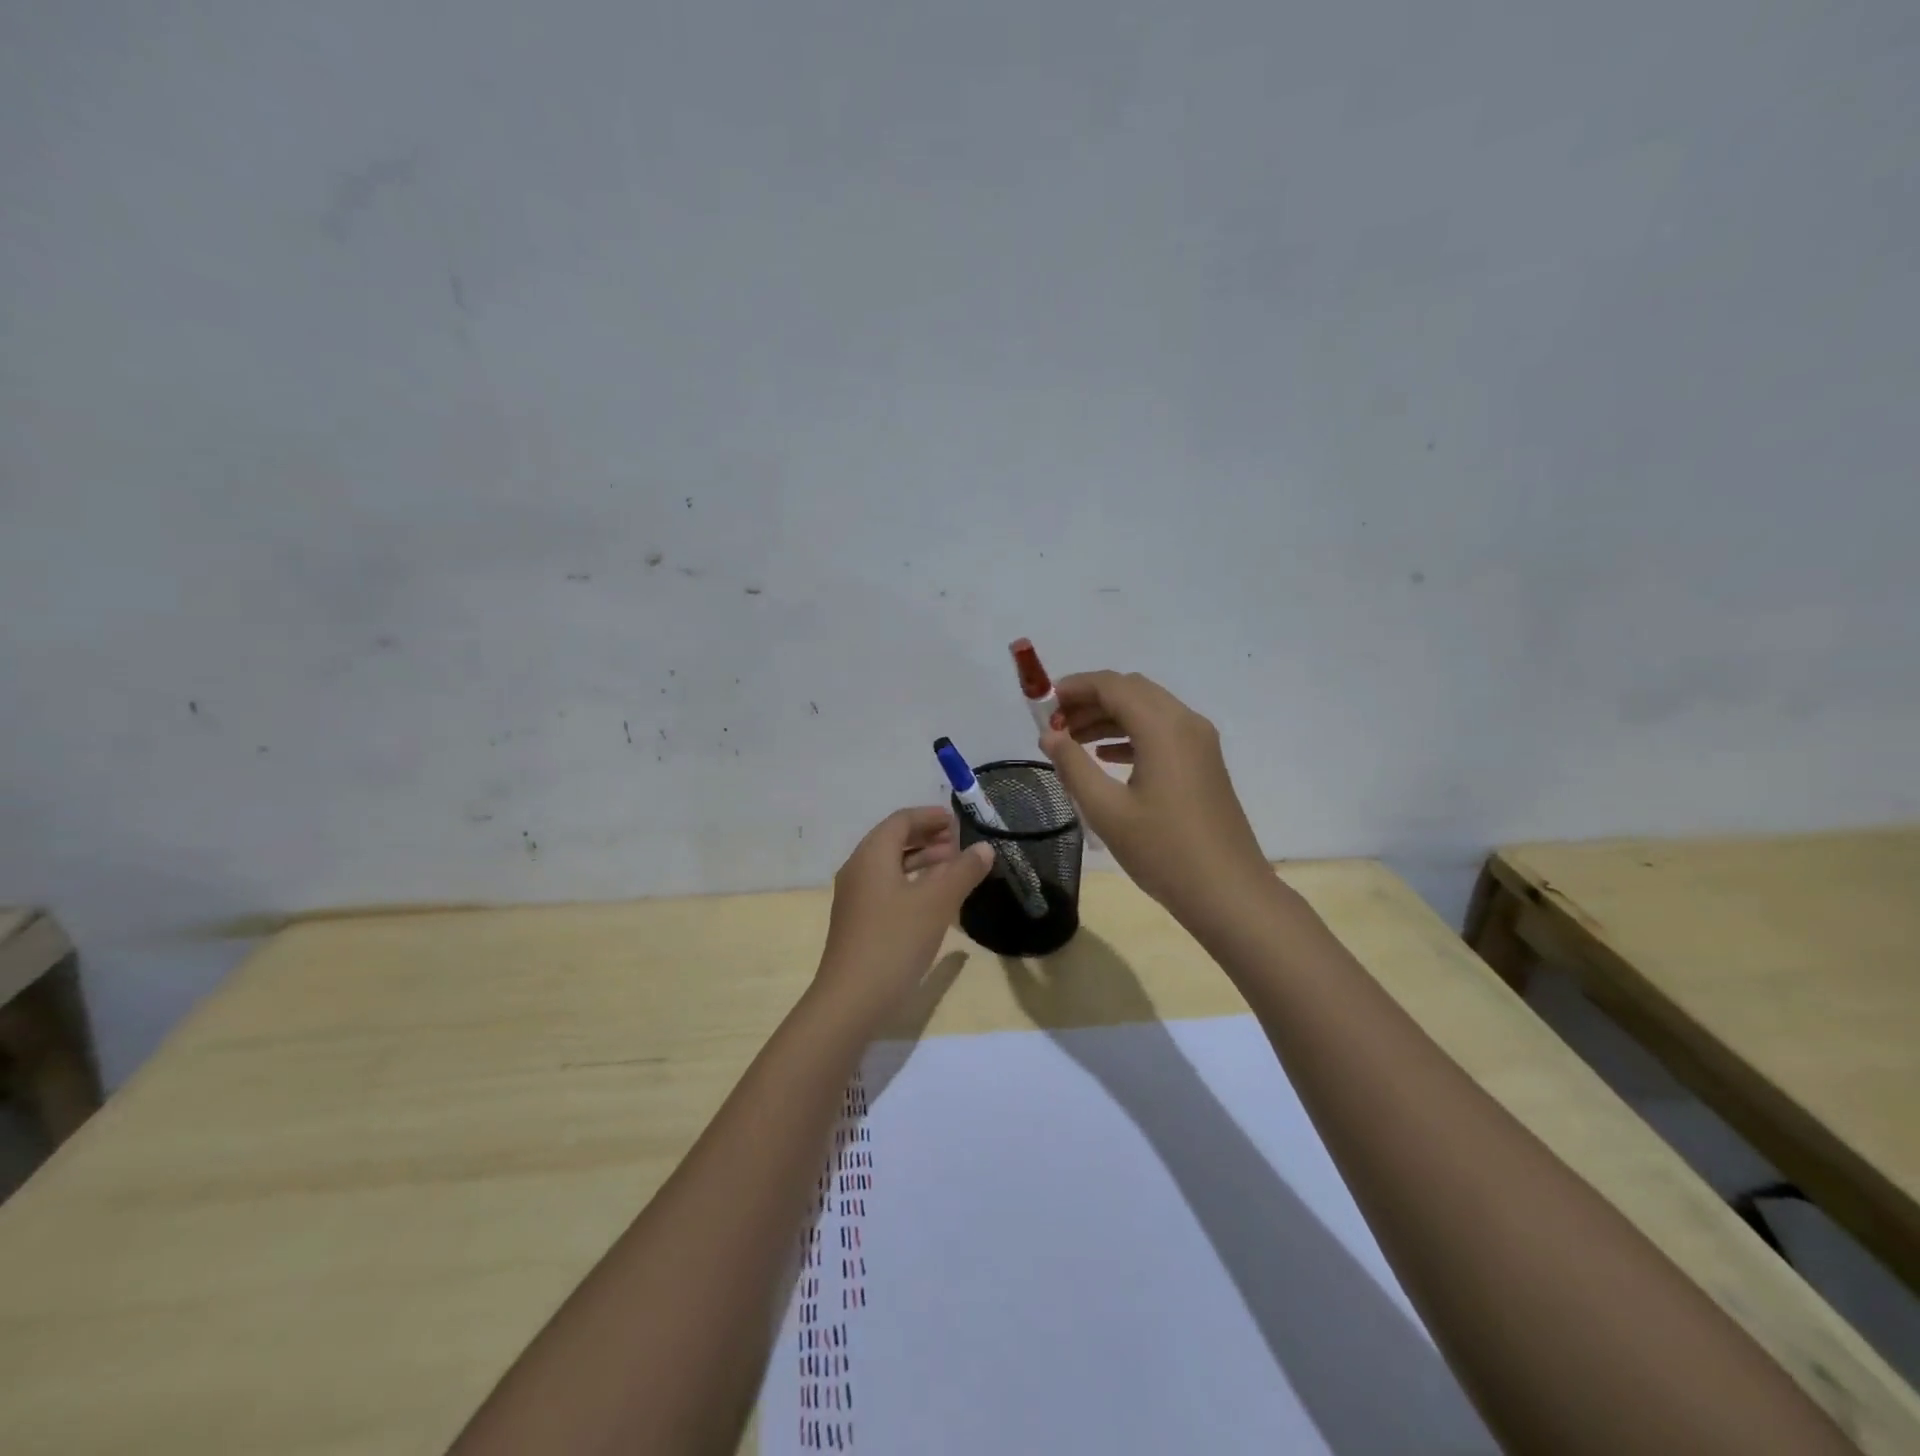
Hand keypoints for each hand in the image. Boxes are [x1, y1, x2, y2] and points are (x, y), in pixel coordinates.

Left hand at [814, 807, 993, 1024]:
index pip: (901, 820)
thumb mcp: (936, 903)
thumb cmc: (895, 941)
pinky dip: (911, 882)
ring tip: (953, 867)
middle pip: (893, 840)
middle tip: (959, 843)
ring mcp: (856, 897)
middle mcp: (859, 869)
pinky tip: (933, 899)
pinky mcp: (859, 921)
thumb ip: (963, 871)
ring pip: (890, 866)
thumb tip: (984, 848)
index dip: (929, 816)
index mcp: (872, 855)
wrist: (851, 1000)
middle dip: (927, 837)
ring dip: (921, 860)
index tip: (957, 820)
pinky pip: (887, 887)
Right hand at [1038, 670, 1271, 924]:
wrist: (1227, 892)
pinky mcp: (1203, 762)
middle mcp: (1185, 722)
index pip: (1111, 685)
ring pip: (1147, 709)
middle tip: (1053, 724)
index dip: (1073, 687)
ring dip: (1108, 716)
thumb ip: (1073, 766)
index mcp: (1162, 727)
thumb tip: (1049, 735)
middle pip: (1131, 691)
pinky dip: (1130, 734)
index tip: (1041, 704)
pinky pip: (1161, 731)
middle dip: (1089, 700)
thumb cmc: (1163, 850)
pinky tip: (1105, 757)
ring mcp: (1199, 742)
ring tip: (1071, 740)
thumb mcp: (1106, 810)